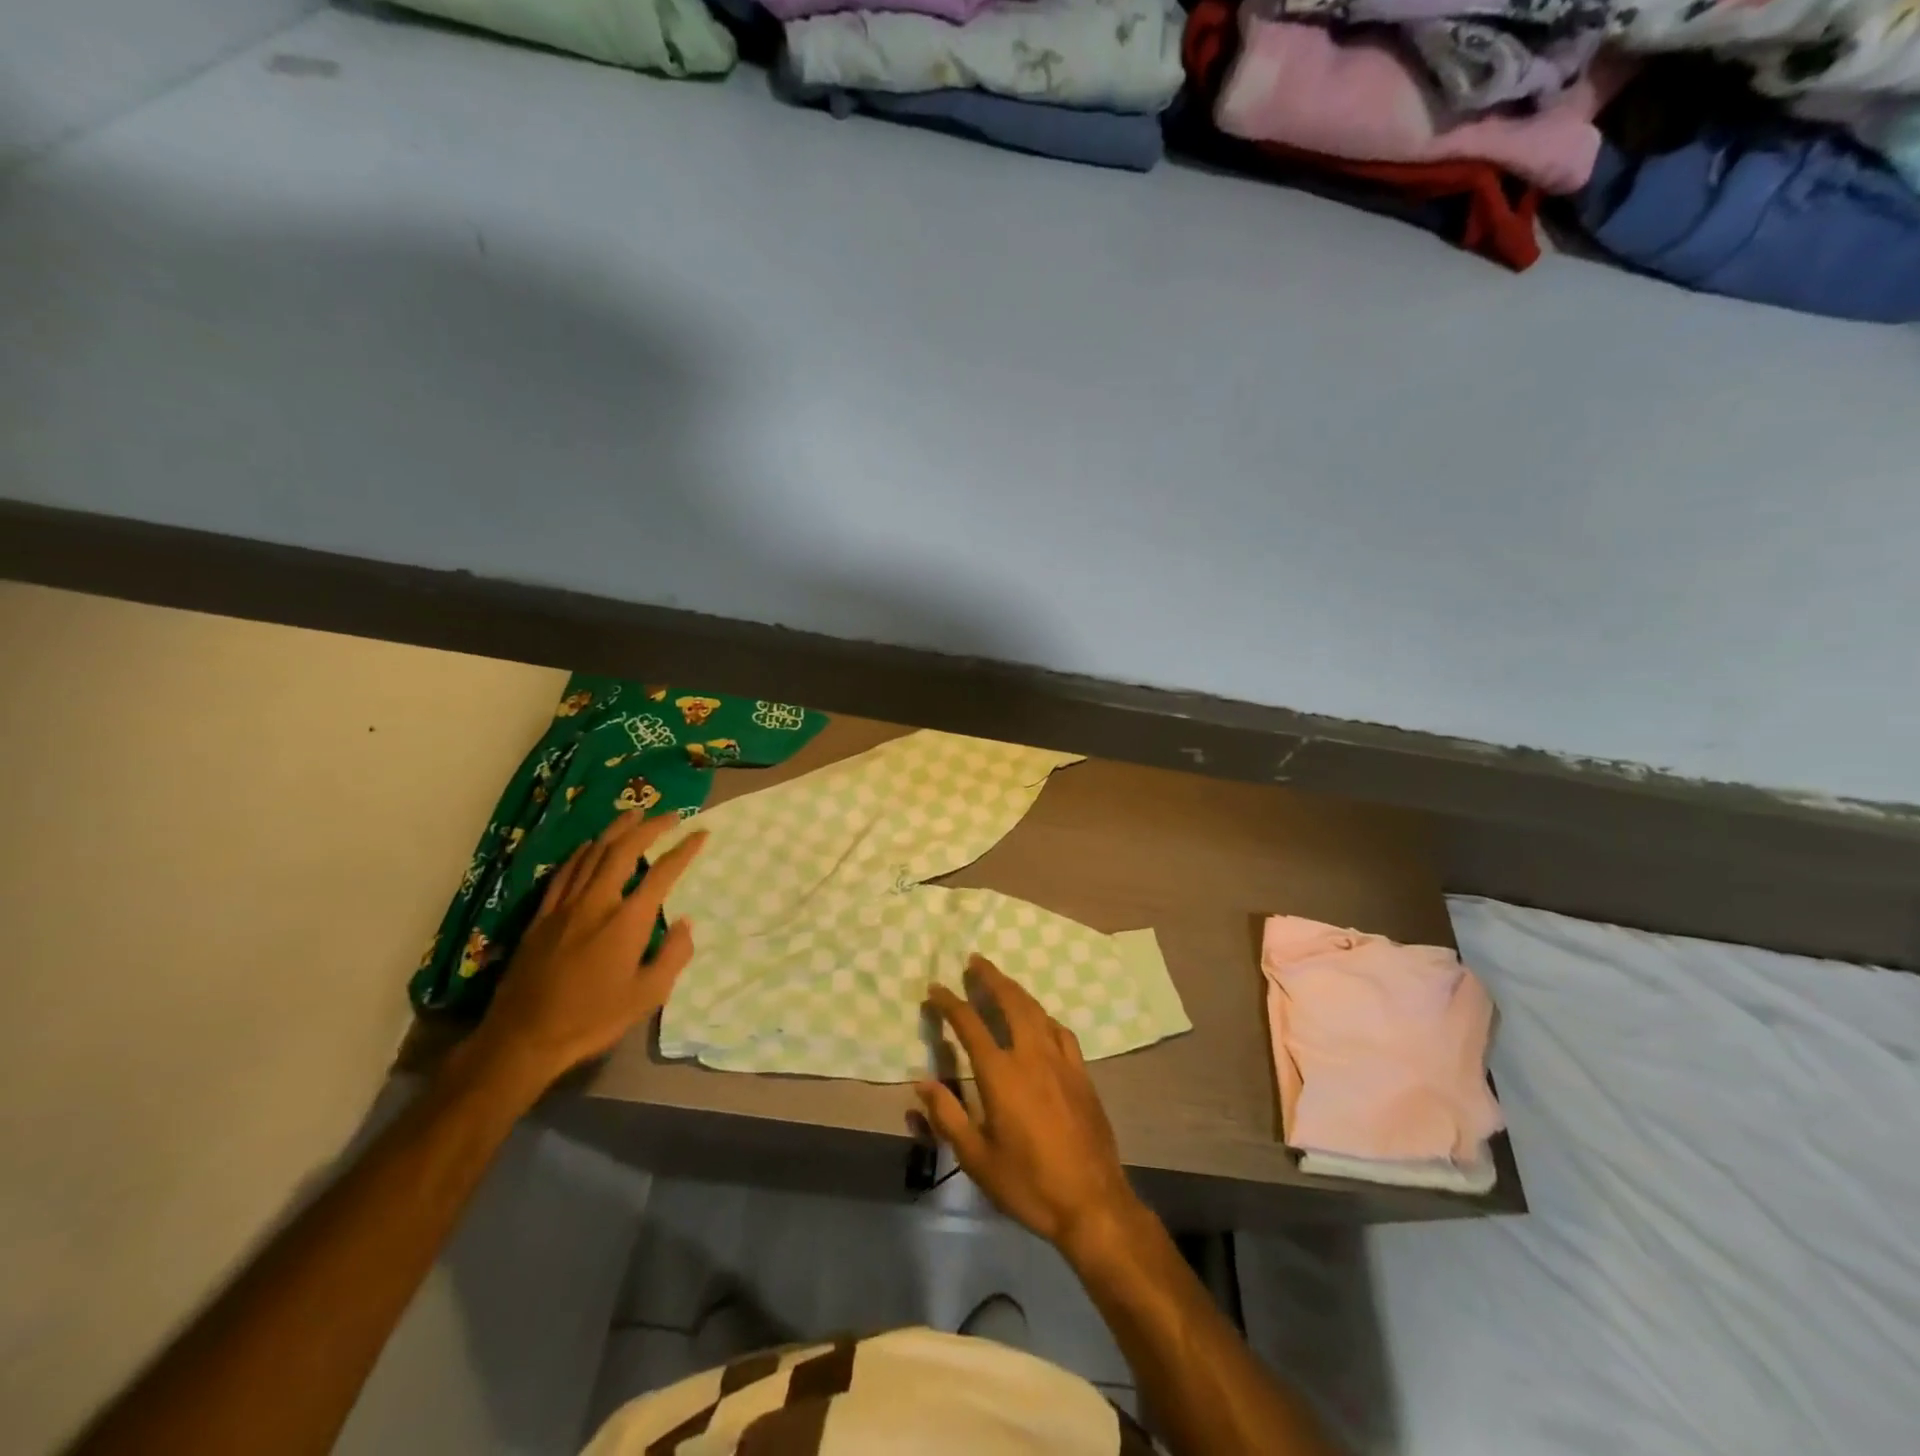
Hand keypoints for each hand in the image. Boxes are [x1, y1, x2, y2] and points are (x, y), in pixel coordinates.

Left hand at [464, 810, 706, 1095]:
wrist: (524, 1038)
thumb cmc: (592, 1019)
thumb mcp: (648, 996)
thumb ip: (673, 955)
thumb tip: (685, 923)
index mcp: (627, 921)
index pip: (663, 873)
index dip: (685, 849)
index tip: (701, 833)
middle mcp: (597, 902)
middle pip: (624, 850)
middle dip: (651, 827)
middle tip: (670, 815)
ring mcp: (566, 906)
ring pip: (593, 853)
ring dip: (617, 830)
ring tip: (634, 815)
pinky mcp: (542, 916)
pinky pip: (565, 872)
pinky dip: (583, 853)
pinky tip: (590, 846)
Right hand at [915, 956, 1141, 1254]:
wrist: (1092, 1202)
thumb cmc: (1028, 1183)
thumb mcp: (977, 1158)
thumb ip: (947, 1116)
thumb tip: (921, 1081)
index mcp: (1001, 1074)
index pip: (969, 1024)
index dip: (949, 1003)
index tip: (935, 988)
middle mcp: (1032, 1055)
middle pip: (1011, 1001)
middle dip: (990, 977)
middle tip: (974, 961)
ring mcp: (1061, 1061)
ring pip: (1037, 1010)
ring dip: (1017, 990)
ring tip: (1002, 981)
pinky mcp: (1082, 1073)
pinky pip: (1061, 1031)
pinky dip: (1044, 1017)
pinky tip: (1041, 1021)